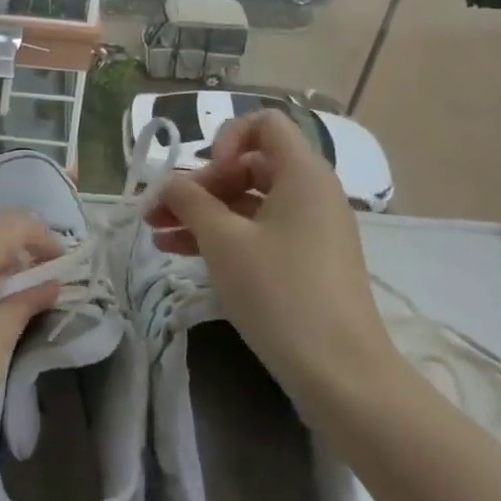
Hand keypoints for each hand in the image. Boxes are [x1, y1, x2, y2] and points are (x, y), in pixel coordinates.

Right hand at [157, 110, 401, 403]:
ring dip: (201, 212)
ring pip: (247, 202)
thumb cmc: (281, 292)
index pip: (264, 125)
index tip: (206, 174)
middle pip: (247, 165)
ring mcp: (310, 229)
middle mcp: (310, 193)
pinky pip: (258, 231)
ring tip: (157, 234)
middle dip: (199, 184)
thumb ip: (189, 200)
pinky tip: (179, 252)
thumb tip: (168, 184)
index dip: (227, 138)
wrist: (342, 376)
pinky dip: (222, 236)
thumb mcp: (223, 241)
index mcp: (302, 174)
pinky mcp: (306, 262)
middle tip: (160, 211)